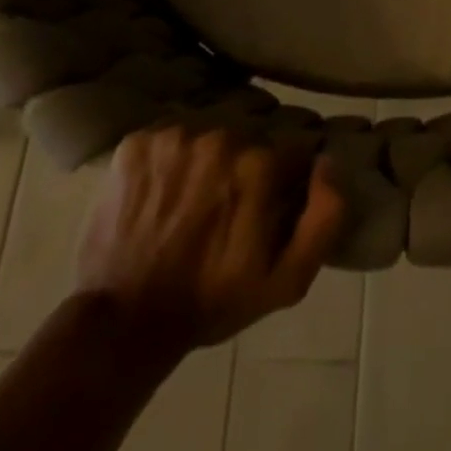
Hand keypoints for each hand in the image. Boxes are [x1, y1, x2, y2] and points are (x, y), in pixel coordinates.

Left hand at [77, 125, 345, 352]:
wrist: (123, 320)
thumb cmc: (212, 300)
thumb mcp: (287, 279)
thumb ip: (325, 216)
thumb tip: (327, 162)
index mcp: (259, 164)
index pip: (291, 147)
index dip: (286, 174)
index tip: (272, 200)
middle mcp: (220, 136)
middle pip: (250, 134)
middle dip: (247, 163)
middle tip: (230, 202)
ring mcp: (174, 136)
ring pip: (209, 130)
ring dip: (208, 156)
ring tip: (195, 194)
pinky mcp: (136, 140)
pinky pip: (170, 136)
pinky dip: (171, 157)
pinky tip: (164, 189)